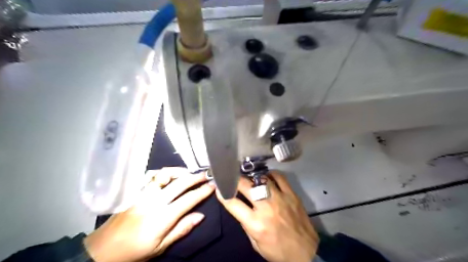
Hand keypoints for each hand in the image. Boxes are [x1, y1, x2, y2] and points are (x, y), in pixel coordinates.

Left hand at [84, 168, 214, 261]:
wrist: (103, 249)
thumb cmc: (135, 250)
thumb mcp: (160, 246)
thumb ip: (181, 229)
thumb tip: (201, 216)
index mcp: (162, 217)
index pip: (188, 199)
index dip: (202, 191)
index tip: (213, 185)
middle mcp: (154, 201)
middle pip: (179, 183)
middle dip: (195, 177)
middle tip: (206, 174)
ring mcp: (143, 193)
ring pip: (164, 174)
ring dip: (180, 171)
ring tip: (189, 172)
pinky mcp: (135, 191)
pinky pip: (151, 175)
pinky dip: (164, 172)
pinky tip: (170, 174)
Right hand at [218, 171, 319, 261]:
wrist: (307, 253)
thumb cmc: (278, 252)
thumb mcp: (256, 244)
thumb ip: (246, 224)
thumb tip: (240, 207)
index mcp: (255, 223)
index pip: (233, 203)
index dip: (223, 194)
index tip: (219, 187)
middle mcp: (266, 207)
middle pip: (245, 186)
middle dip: (235, 180)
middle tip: (232, 177)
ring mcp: (280, 198)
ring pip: (261, 179)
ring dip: (252, 177)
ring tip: (250, 178)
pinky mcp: (291, 195)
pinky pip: (279, 177)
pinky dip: (271, 175)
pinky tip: (267, 177)